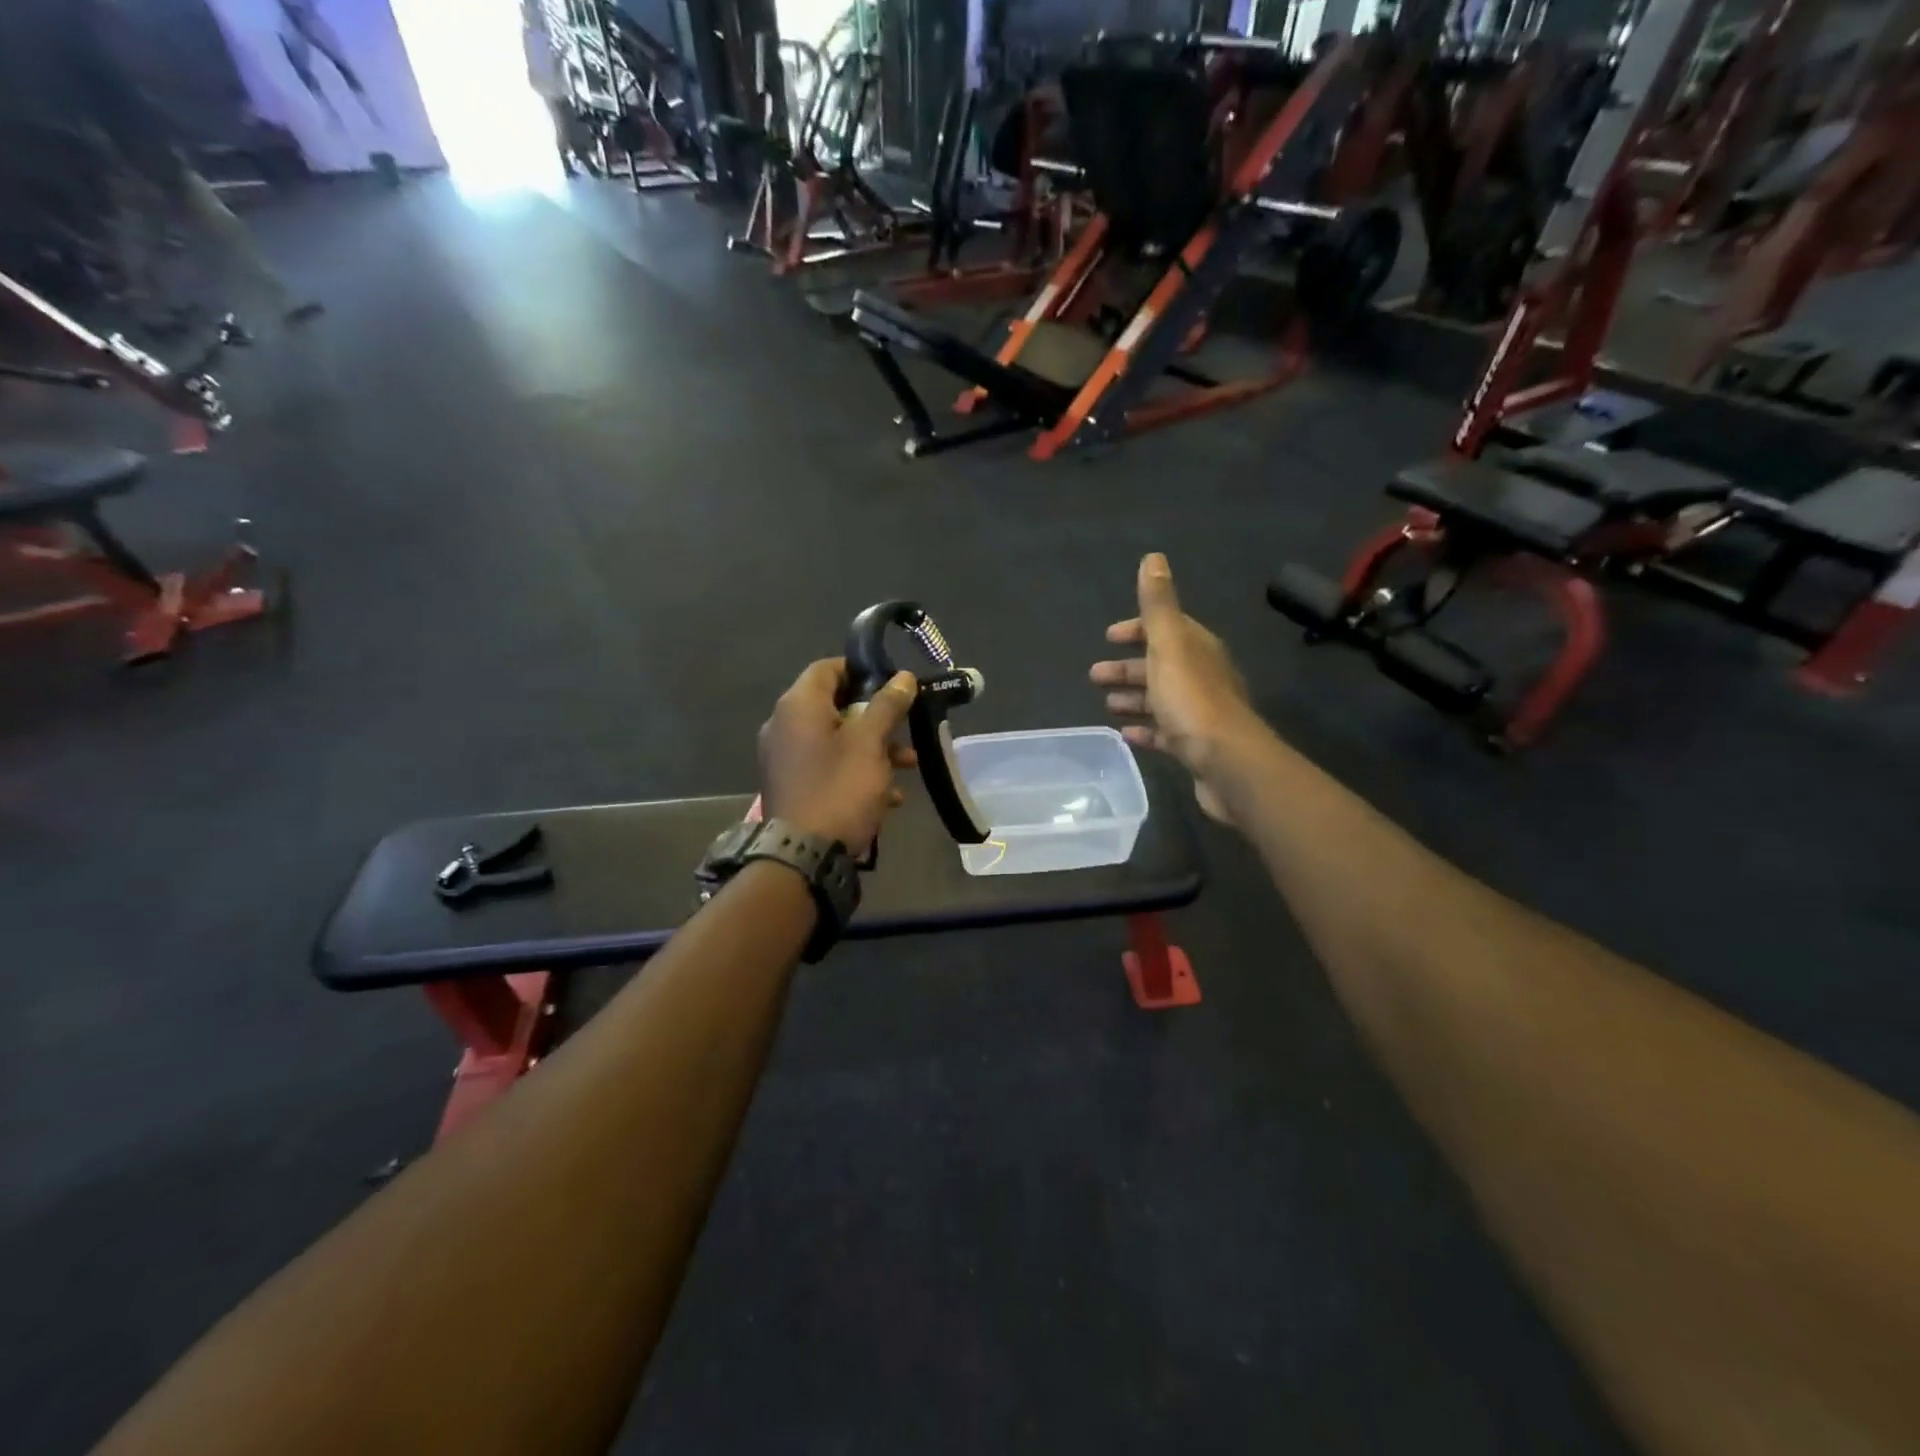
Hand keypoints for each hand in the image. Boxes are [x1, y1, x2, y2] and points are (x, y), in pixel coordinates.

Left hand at [759, 659, 918, 854]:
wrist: (803, 855)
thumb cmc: (839, 788)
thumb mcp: (870, 743)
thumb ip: (887, 705)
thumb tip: (903, 677)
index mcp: (798, 705)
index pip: (828, 668)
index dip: (862, 670)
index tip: (894, 684)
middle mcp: (784, 725)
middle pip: (835, 705)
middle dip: (876, 716)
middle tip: (907, 727)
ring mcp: (784, 758)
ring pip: (835, 739)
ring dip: (873, 747)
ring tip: (908, 765)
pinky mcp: (791, 785)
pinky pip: (826, 766)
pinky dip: (855, 770)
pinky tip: (888, 794)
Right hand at [1090, 553, 1258, 823]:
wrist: (1227, 763)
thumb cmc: (1192, 700)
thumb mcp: (1169, 645)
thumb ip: (1159, 605)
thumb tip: (1154, 558)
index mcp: (1197, 649)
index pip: (1166, 629)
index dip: (1137, 629)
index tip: (1109, 637)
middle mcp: (1202, 676)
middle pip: (1160, 665)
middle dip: (1128, 667)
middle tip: (1094, 676)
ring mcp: (1200, 713)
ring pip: (1161, 698)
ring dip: (1133, 697)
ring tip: (1106, 705)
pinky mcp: (1195, 745)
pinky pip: (1164, 732)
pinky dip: (1144, 729)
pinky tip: (1126, 734)